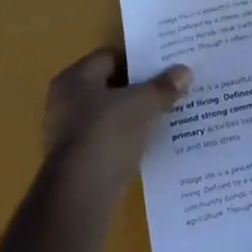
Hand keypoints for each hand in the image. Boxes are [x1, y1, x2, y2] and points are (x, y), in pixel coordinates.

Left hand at [42, 49, 191, 199]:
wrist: (80, 195)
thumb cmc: (106, 135)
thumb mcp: (141, 105)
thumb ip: (163, 87)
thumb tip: (185, 71)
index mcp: (75, 78)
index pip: (110, 56)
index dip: (139, 59)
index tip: (166, 65)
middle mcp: (66, 101)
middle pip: (111, 85)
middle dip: (140, 87)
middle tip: (172, 87)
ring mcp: (69, 132)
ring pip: (111, 114)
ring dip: (136, 114)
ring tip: (168, 113)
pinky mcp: (78, 160)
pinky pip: (109, 139)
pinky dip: (128, 138)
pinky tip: (152, 141)